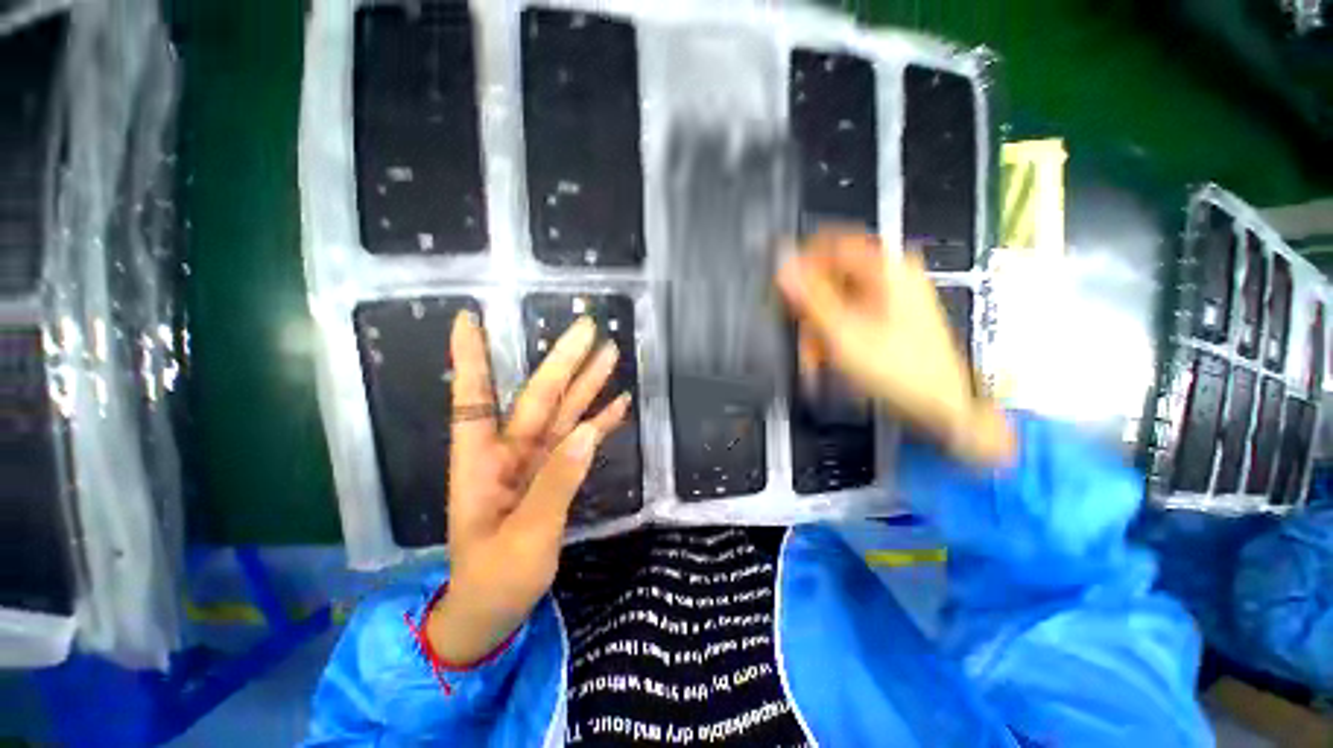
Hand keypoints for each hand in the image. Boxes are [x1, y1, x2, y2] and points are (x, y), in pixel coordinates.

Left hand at [428, 311, 629, 663]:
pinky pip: (579, 440)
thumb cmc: (494, 580)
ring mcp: (534, 462)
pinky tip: (618, 403)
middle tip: (587, 329)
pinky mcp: (554, 473)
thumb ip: (556, 483)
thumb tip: (586, 432)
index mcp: (481, 463)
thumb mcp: (524, 538)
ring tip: (610, 353)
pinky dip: (598, 421)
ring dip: (587, 384)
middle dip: (562, 362)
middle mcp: (508, 453)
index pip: (473, 399)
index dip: (471, 359)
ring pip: (563, 413)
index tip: (469, 318)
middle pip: (538, 398)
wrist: (495, 611)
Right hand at [775, 230, 1013, 465]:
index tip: (783, 289)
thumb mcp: (843, 332)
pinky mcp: (890, 313)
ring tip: (815, 356)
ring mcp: (892, 294)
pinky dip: (834, 332)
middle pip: (832, 276)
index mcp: (885, 267)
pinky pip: (850, 313)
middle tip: (801, 335)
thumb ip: (809, 296)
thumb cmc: (897, 368)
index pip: (830, 243)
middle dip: (809, 308)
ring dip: (819, 326)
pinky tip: (828, 355)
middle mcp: (890, 273)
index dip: (800, 264)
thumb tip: (784, 264)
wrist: (938, 403)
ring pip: (837, 299)